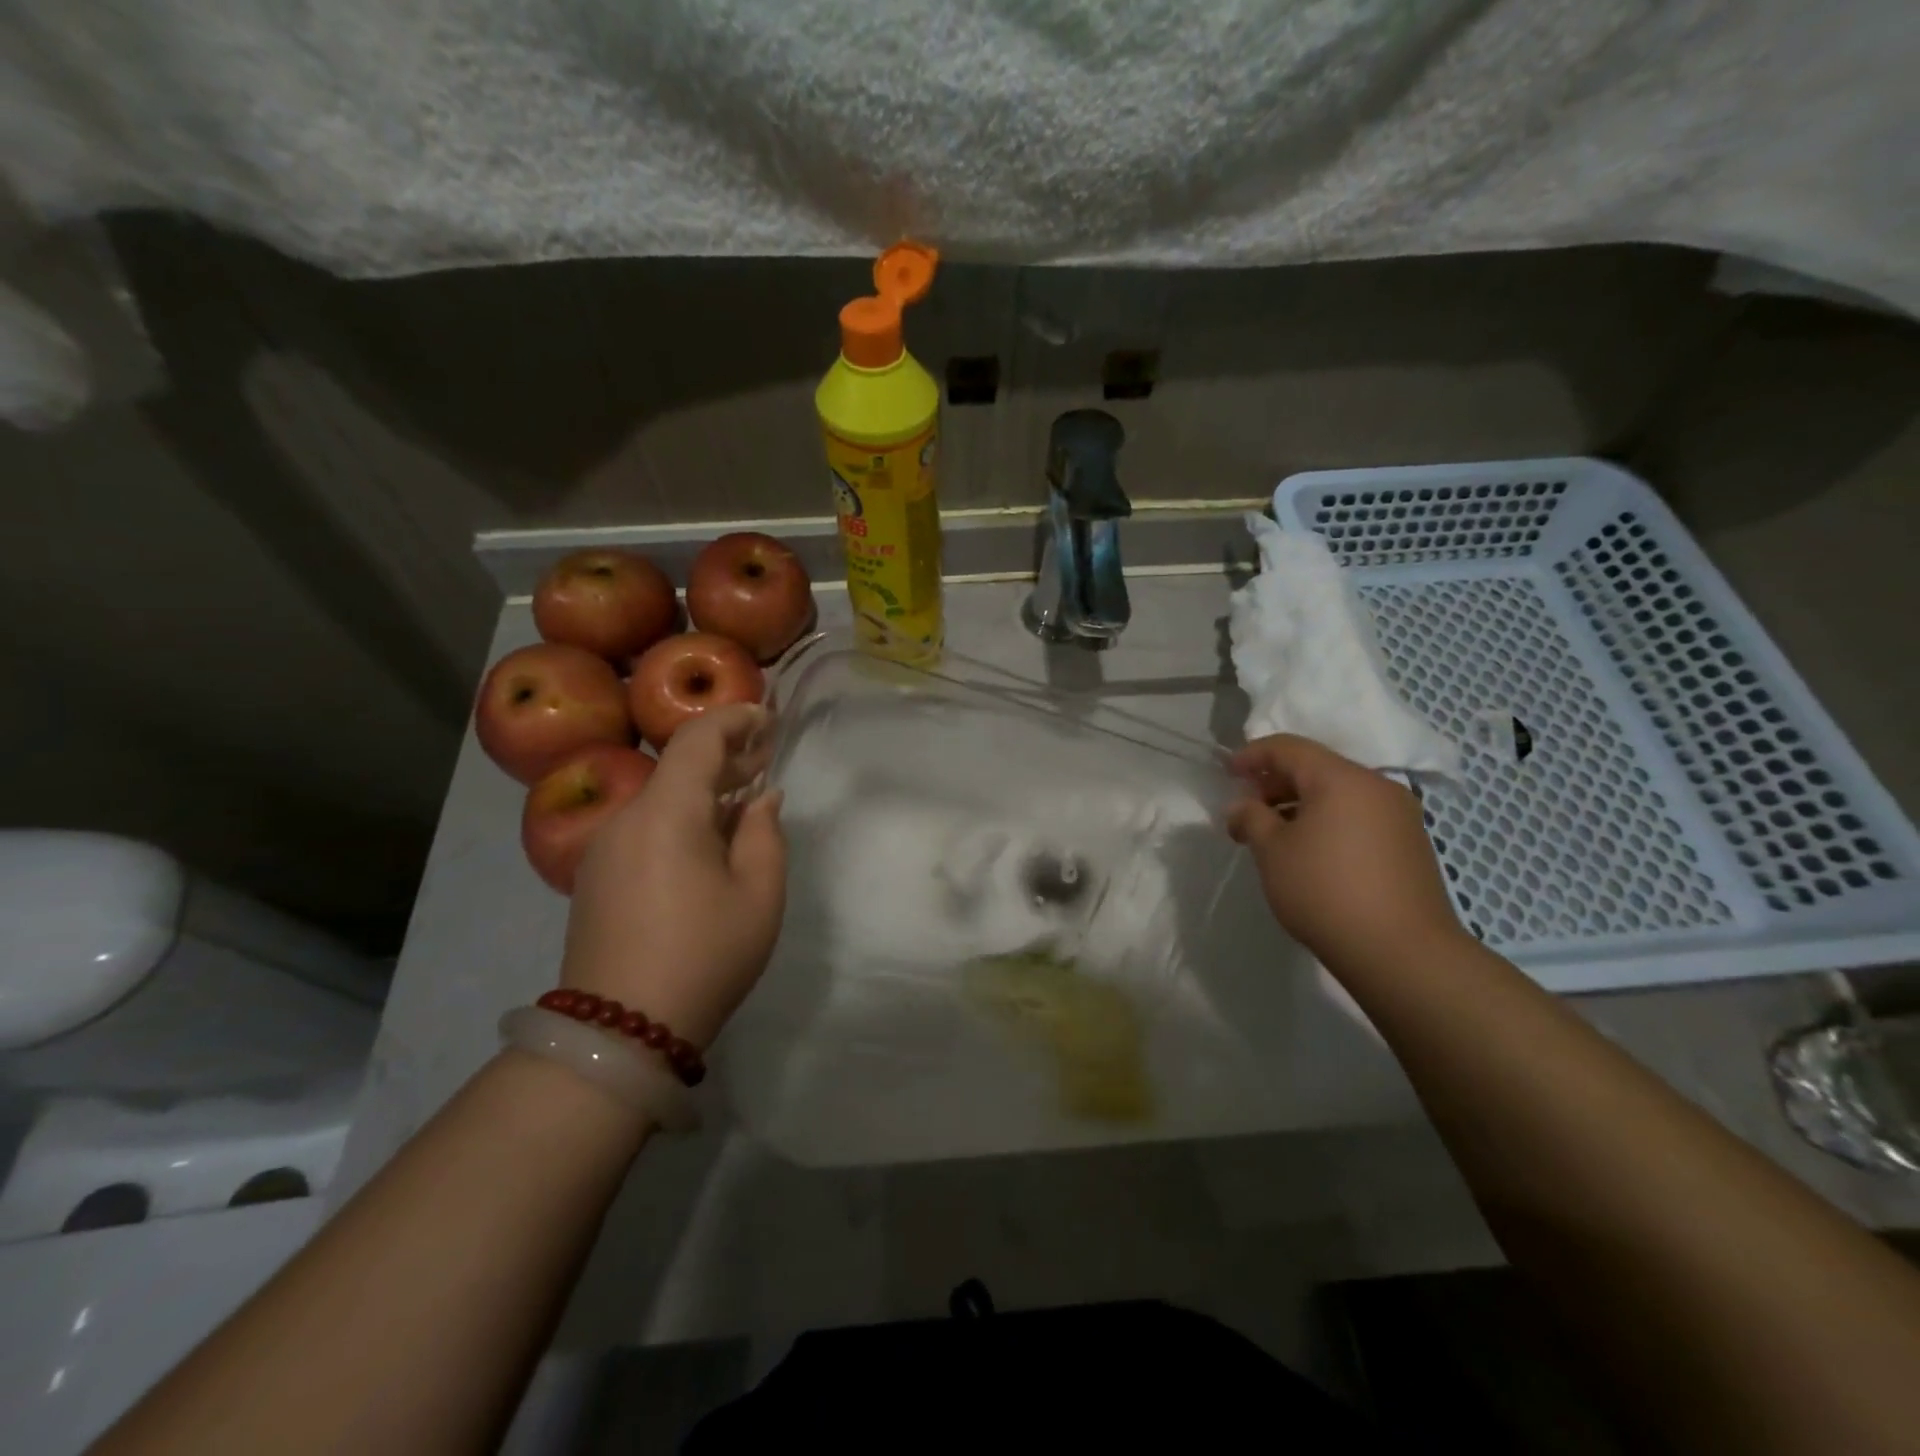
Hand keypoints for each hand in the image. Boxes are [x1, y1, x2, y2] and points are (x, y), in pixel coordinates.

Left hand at [560, 703, 785, 1047]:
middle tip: (765, 759)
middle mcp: (625, 817)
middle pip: (676, 766)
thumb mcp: (759, 894)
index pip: (696, 738)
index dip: (735, 718)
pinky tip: (707, 844)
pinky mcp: (595, 876)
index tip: (769, 719)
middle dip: (724, 755)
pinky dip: (680, 818)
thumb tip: (761, 798)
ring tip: (743, 802)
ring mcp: (603, 848)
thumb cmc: (704, 955)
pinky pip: (644, 827)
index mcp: (666, 812)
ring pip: (660, 798)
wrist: (620, 1030)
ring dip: (703, 790)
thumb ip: (765, 833)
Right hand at [1226, 734, 1464, 968]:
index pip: (1288, 748)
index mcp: (1341, 778)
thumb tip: (1241, 806)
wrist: (1402, 953)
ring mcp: (1399, 816)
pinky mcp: (1410, 845)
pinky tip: (1310, 852)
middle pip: (1316, 768)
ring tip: (1273, 834)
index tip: (1226, 773)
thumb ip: (1251, 818)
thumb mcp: (1272, 851)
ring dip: (1300, 804)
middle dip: (1275, 783)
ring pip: (1339, 794)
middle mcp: (1376, 787)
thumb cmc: (1325, 891)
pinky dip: (1328, 821)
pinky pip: (1358, 816)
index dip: (1252, 755)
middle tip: (1246, 809)